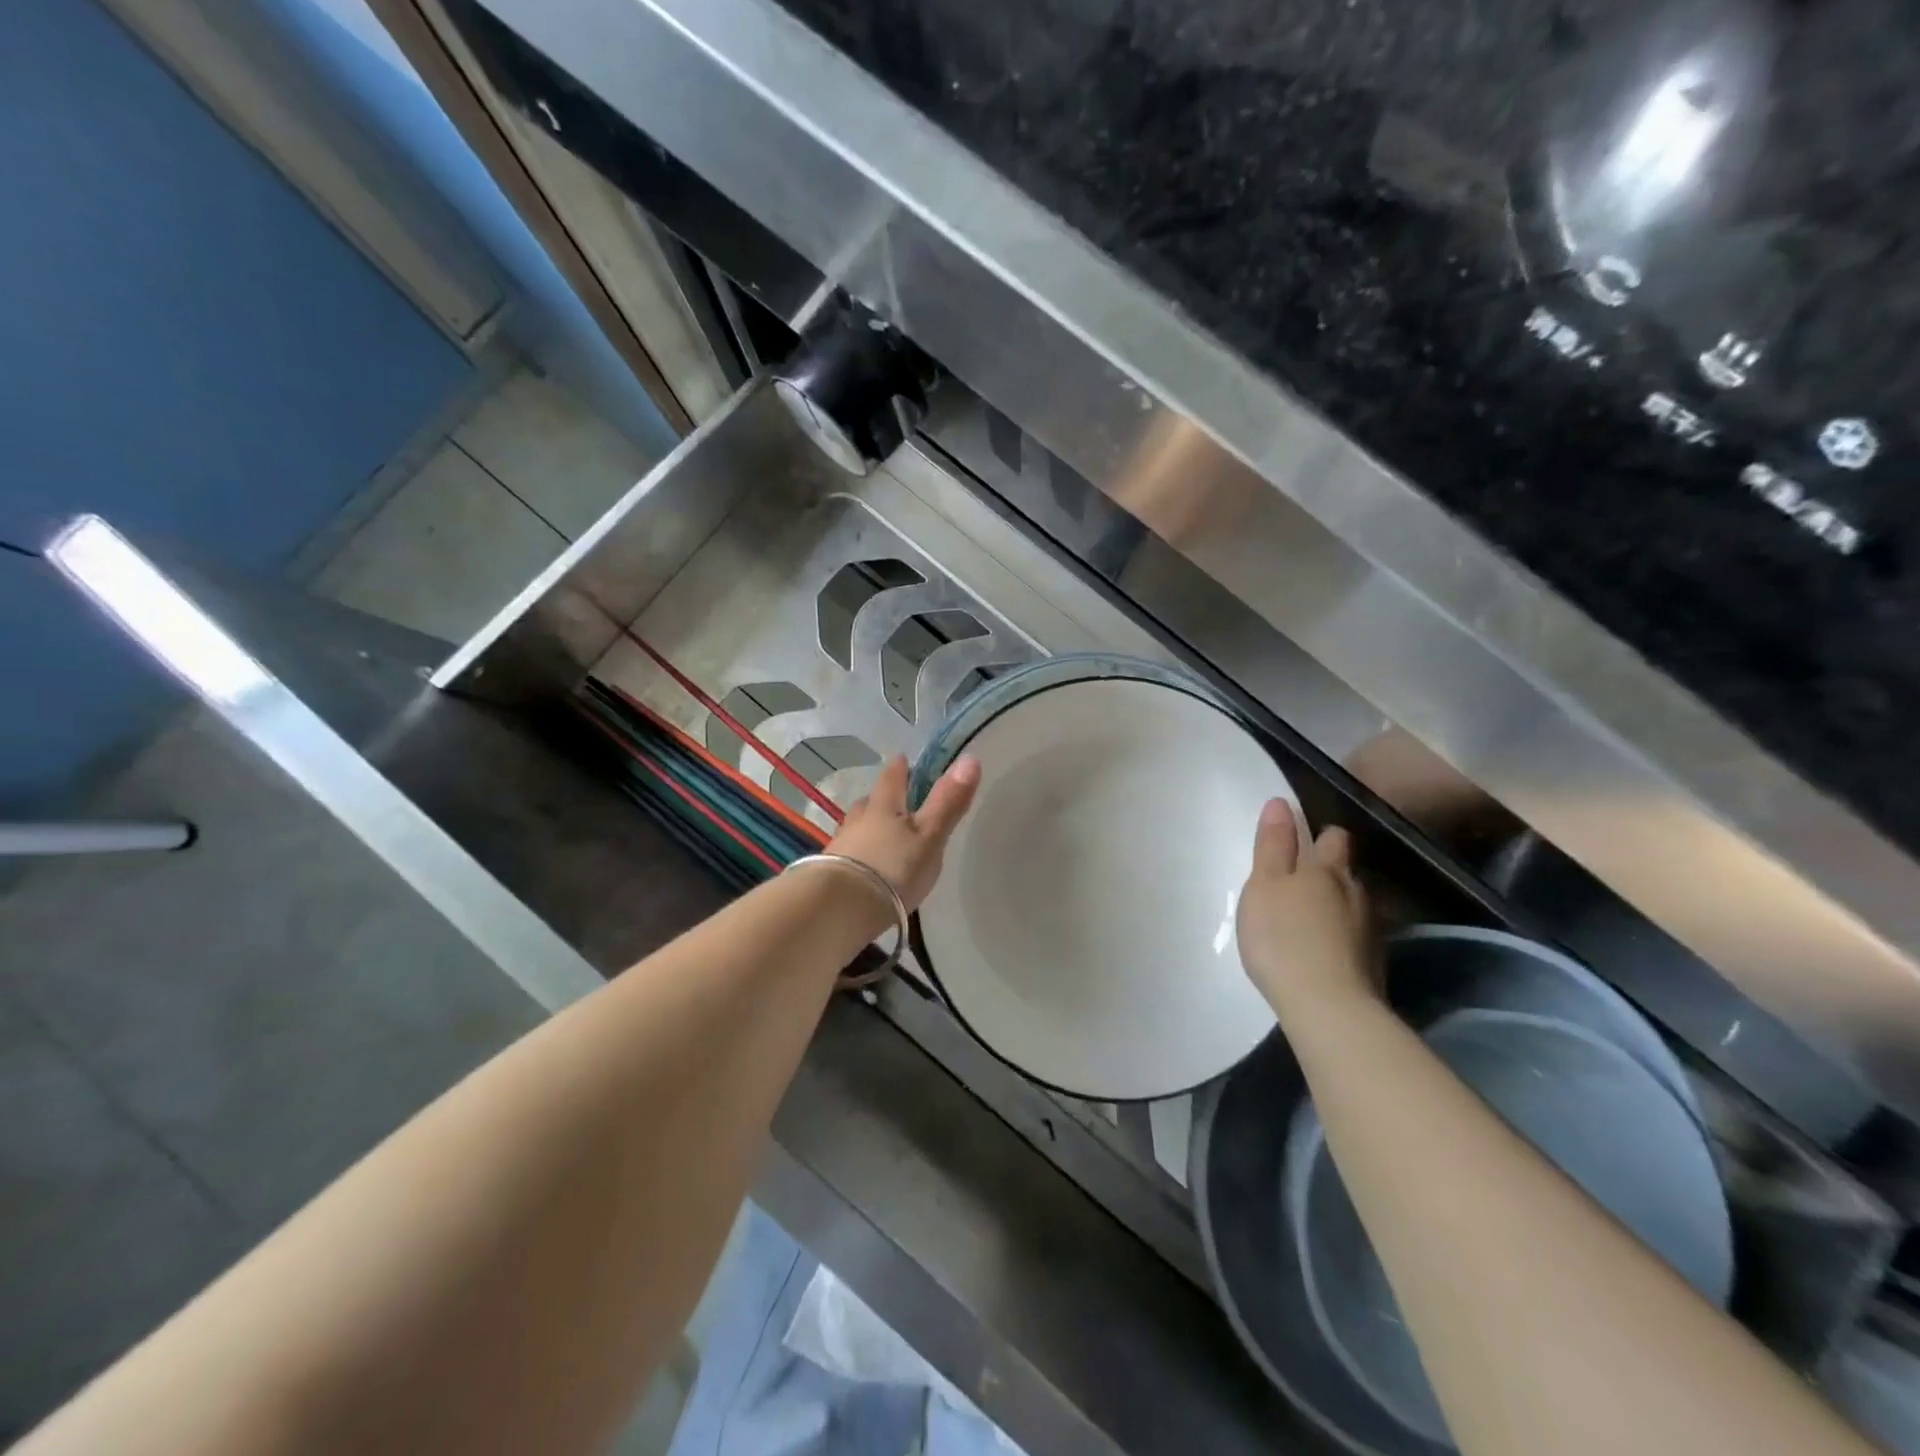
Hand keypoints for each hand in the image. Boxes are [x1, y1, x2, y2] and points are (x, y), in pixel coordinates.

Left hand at [824, 754, 980, 910]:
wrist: (839, 910)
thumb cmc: (892, 870)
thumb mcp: (929, 837)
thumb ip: (948, 802)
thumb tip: (971, 758)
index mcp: (883, 808)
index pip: (891, 779)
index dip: (899, 768)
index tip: (902, 758)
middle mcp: (857, 821)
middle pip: (868, 803)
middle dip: (880, 800)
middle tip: (891, 801)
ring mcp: (840, 848)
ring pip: (855, 829)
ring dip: (865, 828)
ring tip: (877, 836)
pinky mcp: (828, 876)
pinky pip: (846, 856)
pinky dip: (857, 856)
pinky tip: (863, 868)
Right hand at [1236, 799, 1375, 1022]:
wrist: (1327, 1006)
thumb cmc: (1283, 937)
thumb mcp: (1264, 886)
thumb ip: (1272, 845)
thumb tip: (1280, 803)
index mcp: (1327, 871)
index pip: (1334, 838)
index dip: (1321, 835)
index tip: (1304, 839)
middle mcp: (1356, 894)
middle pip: (1347, 872)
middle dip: (1329, 871)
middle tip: (1299, 883)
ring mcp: (1370, 931)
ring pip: (1353, 905)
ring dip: (1335, 907)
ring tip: (1309, 920)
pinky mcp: (1373, 965)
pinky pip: (1355, 938)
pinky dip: (1341, 938)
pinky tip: (1323, 952)